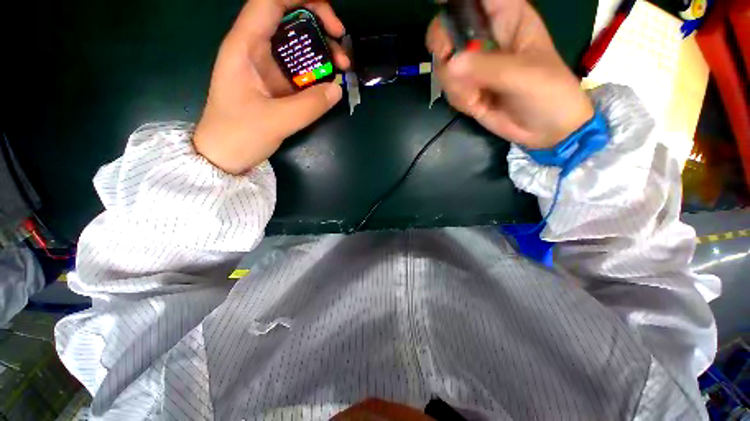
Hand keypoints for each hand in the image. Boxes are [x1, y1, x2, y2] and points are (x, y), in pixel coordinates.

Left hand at [194, 0, 349, 173]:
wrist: (225, 155)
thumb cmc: (239, 135)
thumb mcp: (276, 121)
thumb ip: (310, 105)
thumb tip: (337, 88)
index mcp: (245, 46)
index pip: (270, 1)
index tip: (330, 19)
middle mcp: (255, 49)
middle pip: (287, 17)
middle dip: (318, 23)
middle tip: (341, 43)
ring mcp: (266, 67)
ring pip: (295, 43)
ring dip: (321, 49)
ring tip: (342, 66)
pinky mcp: (275, 84)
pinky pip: (299, 68)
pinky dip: (317, 70)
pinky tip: (330, 81)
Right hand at [426, 0, 593, 148]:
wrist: (545, 130)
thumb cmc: (548, 93)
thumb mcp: (523, 75)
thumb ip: (487, 67)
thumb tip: (449, 64)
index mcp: (508, 18)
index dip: (454, 0)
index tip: (438, 4)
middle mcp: (486, 37)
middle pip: (449, 27)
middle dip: (443, 45)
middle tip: (446, 59)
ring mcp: (474, 64)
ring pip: (444, 64)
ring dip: (455, 84)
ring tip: (477, 97)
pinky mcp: (467, 87)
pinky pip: (449, 88)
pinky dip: (459, 99)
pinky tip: (477, 105)